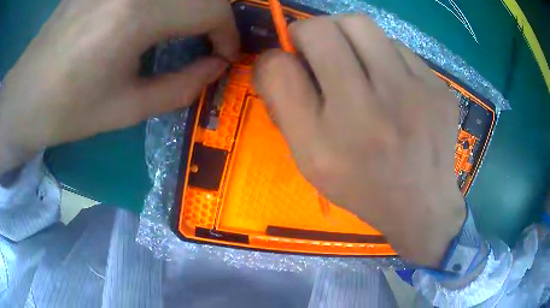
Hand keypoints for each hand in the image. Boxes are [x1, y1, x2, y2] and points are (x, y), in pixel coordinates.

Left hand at [0, 0, 238, 173]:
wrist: (26, 95)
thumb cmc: (69, 110)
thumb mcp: (127, 109)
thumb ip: (181, 87)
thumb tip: (217, 67)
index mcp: (135, 16)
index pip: (211, 8)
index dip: (228, 32)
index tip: (223, 54)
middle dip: (215, 15)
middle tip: (209, 39)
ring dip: (190, 6)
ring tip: (183, 29)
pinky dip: (164, 2)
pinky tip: (153, 16)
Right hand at [253, 15, 464, 266]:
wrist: (422, 204)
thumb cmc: (362, 186)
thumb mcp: (311, 160)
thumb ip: (285, 107)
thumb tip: (275, 59)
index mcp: (330, 138)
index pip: (282, 66)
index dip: (277, 54)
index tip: (288, 58)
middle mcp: (374, 108)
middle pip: (327, 28)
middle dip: (313, 31)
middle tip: (319, 50)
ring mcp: (416, 92)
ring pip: (364, 26)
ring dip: (349, 38)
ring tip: (357, 64)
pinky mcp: (439, 88)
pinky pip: (399, 48)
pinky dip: (384, 55)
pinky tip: (391, 83)